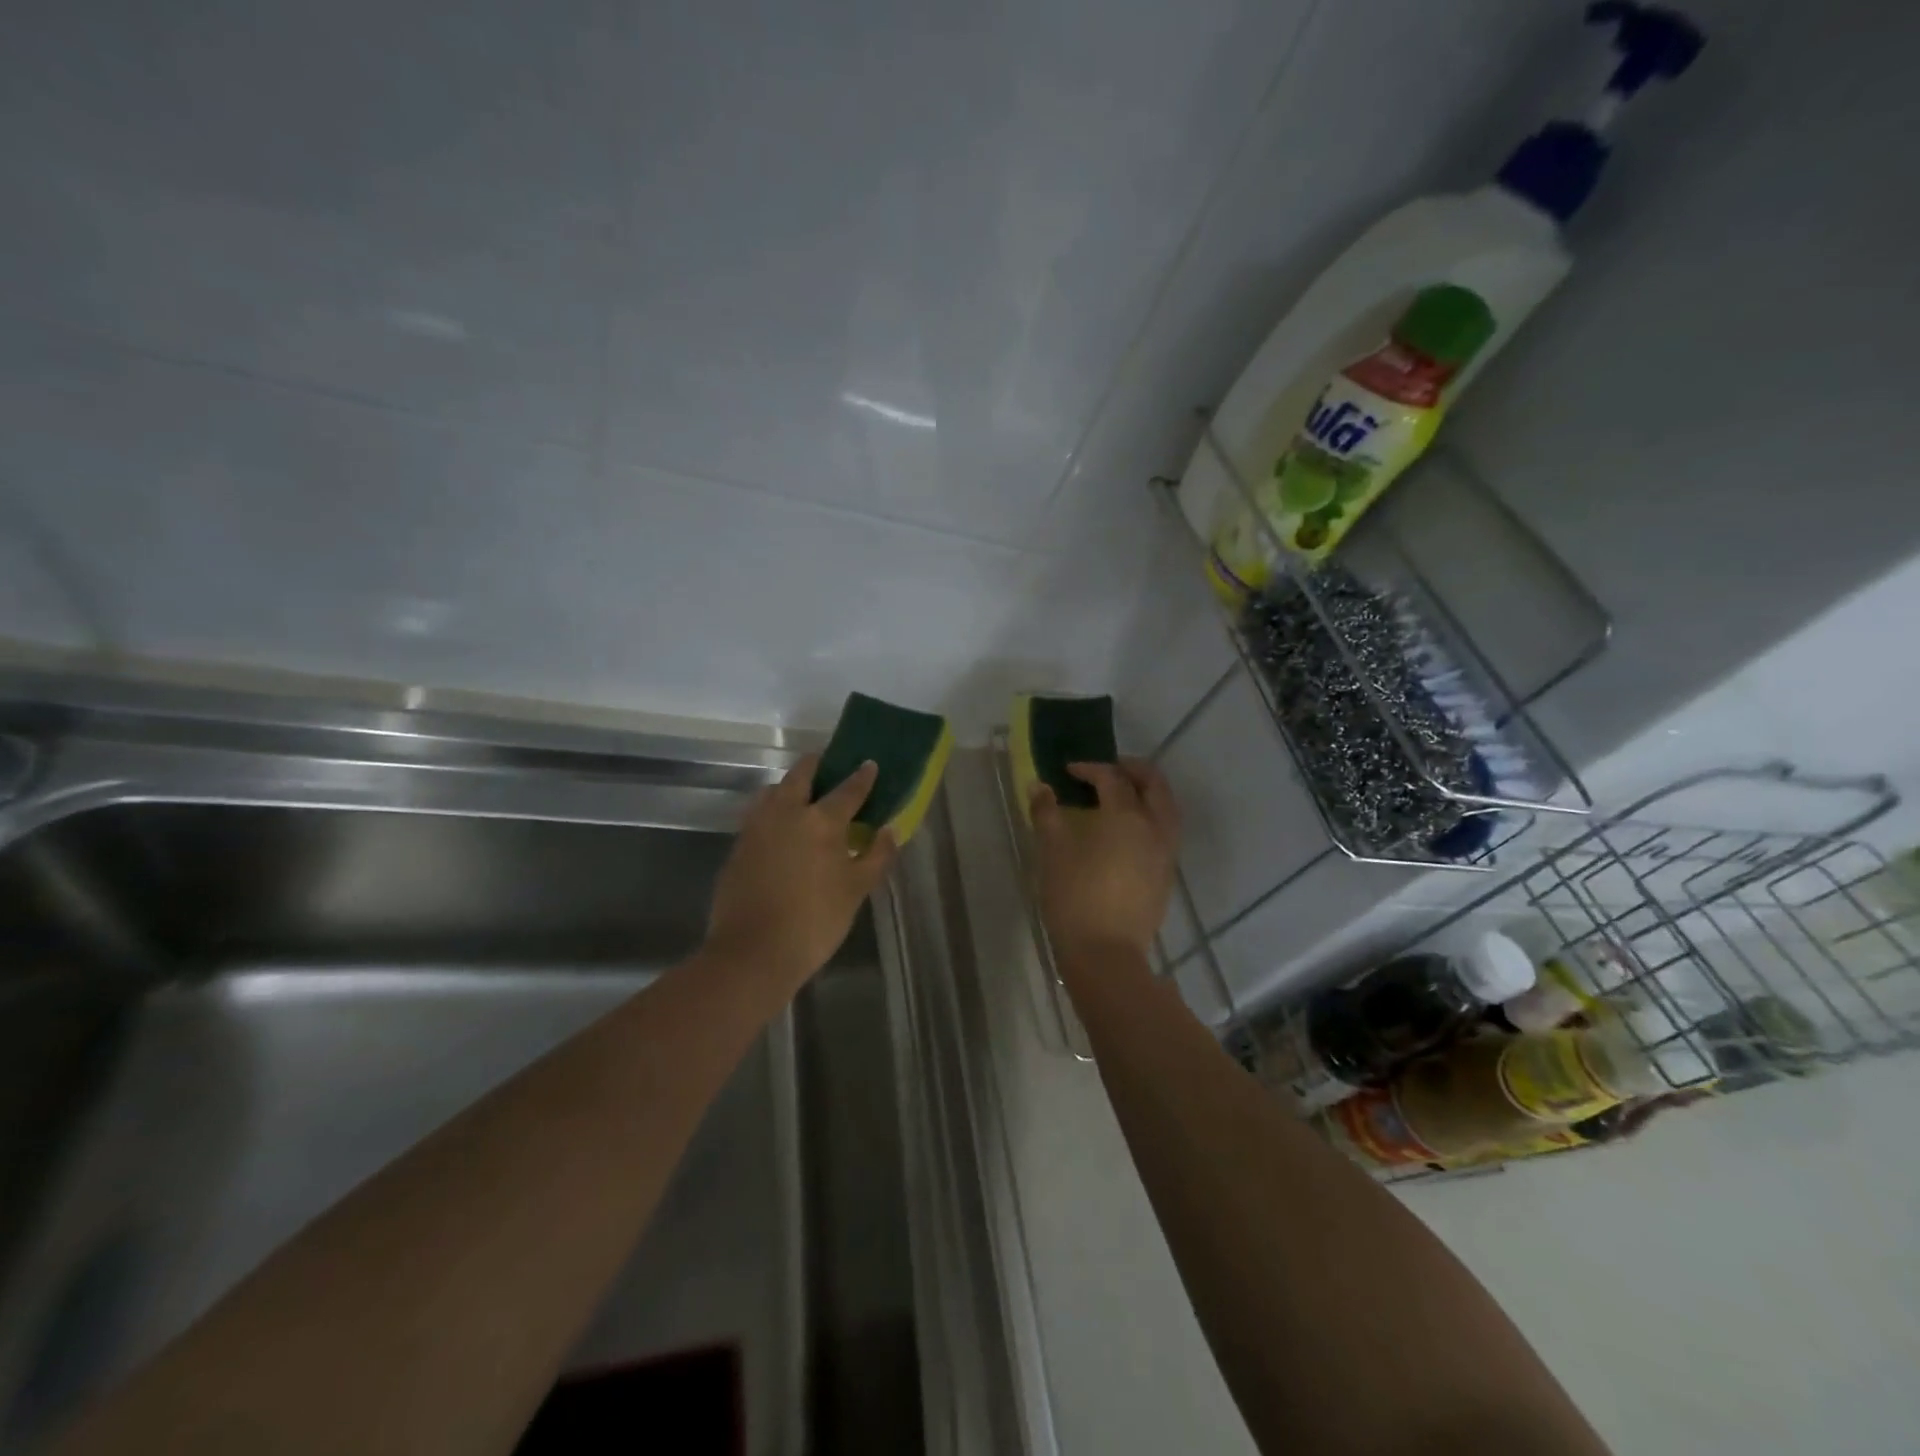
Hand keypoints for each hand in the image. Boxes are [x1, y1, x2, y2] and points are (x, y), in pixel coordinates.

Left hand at [706, 755, 897, 987]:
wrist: (753, 952)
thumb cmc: (815, 921)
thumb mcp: (856, 890)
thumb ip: (876, 856)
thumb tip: (888, 831)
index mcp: (821, 821)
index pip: (848, 789)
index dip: (862, 776)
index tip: (869, 764)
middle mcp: (786, 813)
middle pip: (801, 775)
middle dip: (817, 766)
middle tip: (829, 767)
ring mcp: (756, 827)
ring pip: (773, 792)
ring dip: (789, 787)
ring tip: (802, 798)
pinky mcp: (737, 846)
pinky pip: (758, 815)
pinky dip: (772, 811)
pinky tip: (781, 829)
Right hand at [1029, 758, 1179, 962]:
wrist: (1105, 954)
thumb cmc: (1075, 898)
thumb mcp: (1052, 852)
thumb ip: (1046, 814)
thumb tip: (1039, 787)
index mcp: (1126, 816)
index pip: (1112, 778)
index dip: (1090, 768)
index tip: (1068, 771)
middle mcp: (1154, 827)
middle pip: (1154, 783)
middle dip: (1131, 769)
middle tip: (1106, 770)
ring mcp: (1165, 852)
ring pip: (1166, 807)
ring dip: (1146, 792)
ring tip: (1120, 796)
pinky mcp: (1166, 874)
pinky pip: (1165, 830)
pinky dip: (1150, 815)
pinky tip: (1127, 830)